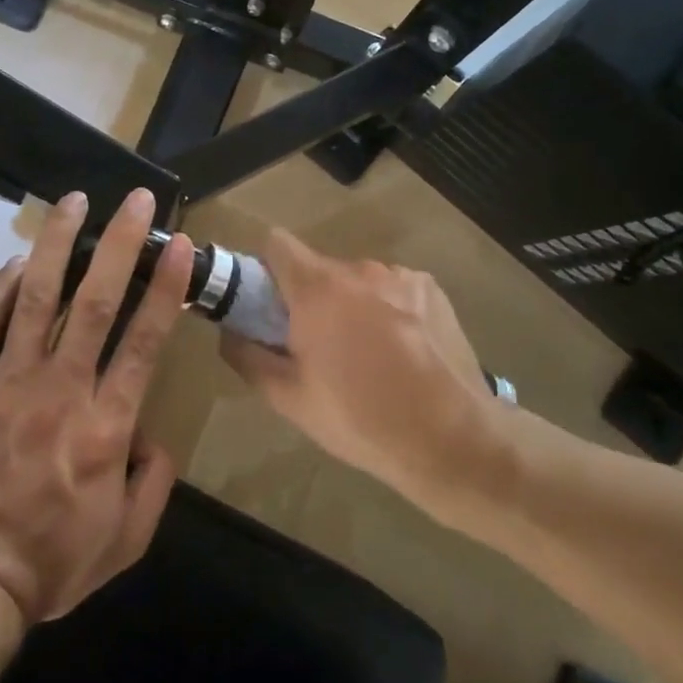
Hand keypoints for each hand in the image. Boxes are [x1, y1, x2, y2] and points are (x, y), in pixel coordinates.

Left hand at [0, 188, 194, 627]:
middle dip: (119, 244)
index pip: (145, 340)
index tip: (178, 243)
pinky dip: (1, 289)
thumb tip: (156, 439)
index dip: (165, 287)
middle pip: (94, 301)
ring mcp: (6, 382)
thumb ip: (152, 486)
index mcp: (106, 425)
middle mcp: (61, 388)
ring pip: (37, 298)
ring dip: (58, 244)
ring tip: (74, 201)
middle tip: (135, 199)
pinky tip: (17, 261)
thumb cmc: (47, 565)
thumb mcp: (124, 542)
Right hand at [220, 228, 526, 520]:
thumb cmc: (360, 419)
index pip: (276, 243)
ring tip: (367, 355)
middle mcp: (359, 269)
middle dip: (310, 298)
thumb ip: (247, 357)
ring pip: (358, 281)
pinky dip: (387, 309)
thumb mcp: (289, 399)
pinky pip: (393, 289)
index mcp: (318, 289)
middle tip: (317, 346)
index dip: (265, 268)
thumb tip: (229, 332)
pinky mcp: (432, 289)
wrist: (453, 439)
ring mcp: (401, 276)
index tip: (267, 304)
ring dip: (351, 304)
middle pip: (318, 268)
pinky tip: (402, 351)